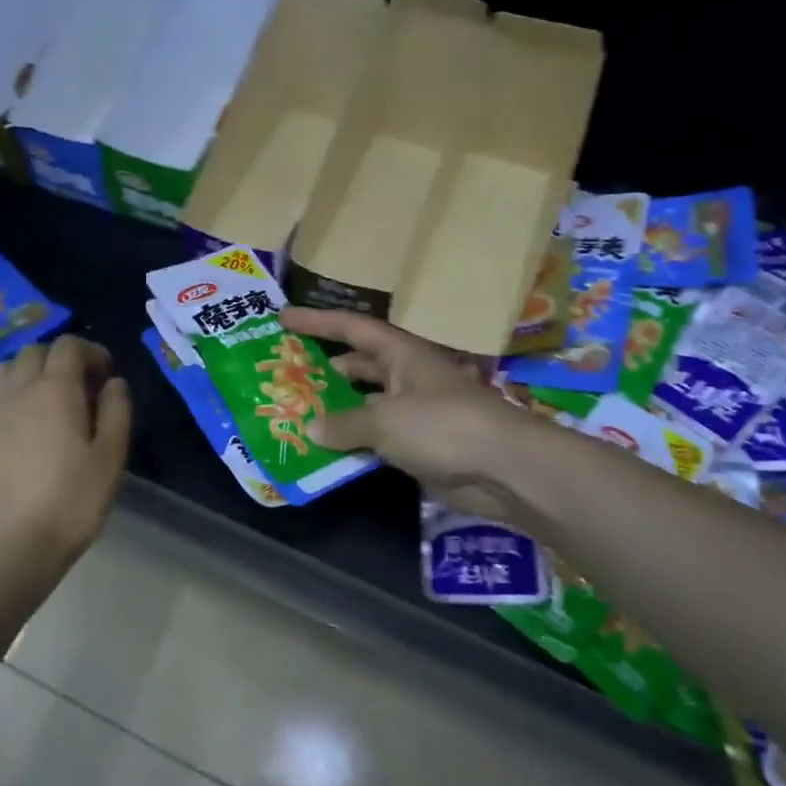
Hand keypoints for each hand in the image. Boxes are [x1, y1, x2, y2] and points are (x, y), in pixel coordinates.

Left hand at [0, 335, 131, 591]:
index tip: (105, 374)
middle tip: (78, 388)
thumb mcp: (111, 458)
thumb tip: (114, 382)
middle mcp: (17, 389)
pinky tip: (11, 423)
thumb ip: (117, 411)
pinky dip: (0, 397)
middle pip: (34, 352)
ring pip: (2, 369)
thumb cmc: (72, 501)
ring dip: (25, 373)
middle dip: (59, 359)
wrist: (12, 545)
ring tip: (41, 400)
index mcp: (56, 390)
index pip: (69, 346)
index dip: (91, 352)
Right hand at [280, 307, 544, 519]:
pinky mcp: (420, 446)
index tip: (283, 317)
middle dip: (325, 369)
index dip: (317, 321)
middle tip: (285, 376)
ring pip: (367, 405)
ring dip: (337, 411)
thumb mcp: (385, 420)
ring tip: (296, 415)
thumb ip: (344, 424)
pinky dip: (354, 443)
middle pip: (358, 366)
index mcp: (402, 355)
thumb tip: (311, 427)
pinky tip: (327, 452)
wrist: (503, 468)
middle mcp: (407, 377)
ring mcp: (415, 412)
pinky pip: (378, 439)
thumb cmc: (443, 427)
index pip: (352, 329)